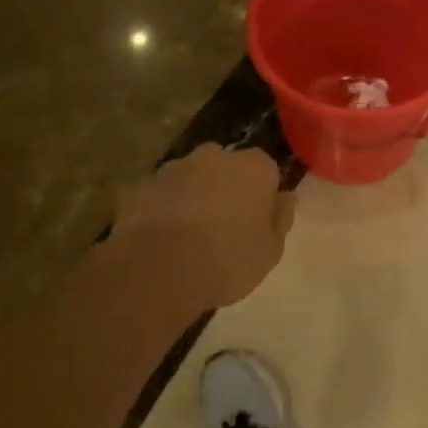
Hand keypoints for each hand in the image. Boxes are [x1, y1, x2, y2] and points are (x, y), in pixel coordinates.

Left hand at [112, 145, 295, 312]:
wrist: (155, 272)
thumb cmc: (226, 260)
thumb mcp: (270, 251)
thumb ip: (281, 219)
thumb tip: (285, 197)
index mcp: (254, 167)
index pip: (267, 171)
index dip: (263, 196)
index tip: (258, 222)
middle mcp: (215, 156)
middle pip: (228, 169)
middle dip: (227, 189)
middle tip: (225, 228)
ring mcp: (174, 168)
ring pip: (193, 178)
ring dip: (195, 197)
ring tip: (190, 238)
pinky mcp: (142, 186)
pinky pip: (163, 195)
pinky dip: (165, 210)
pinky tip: (163, 241)